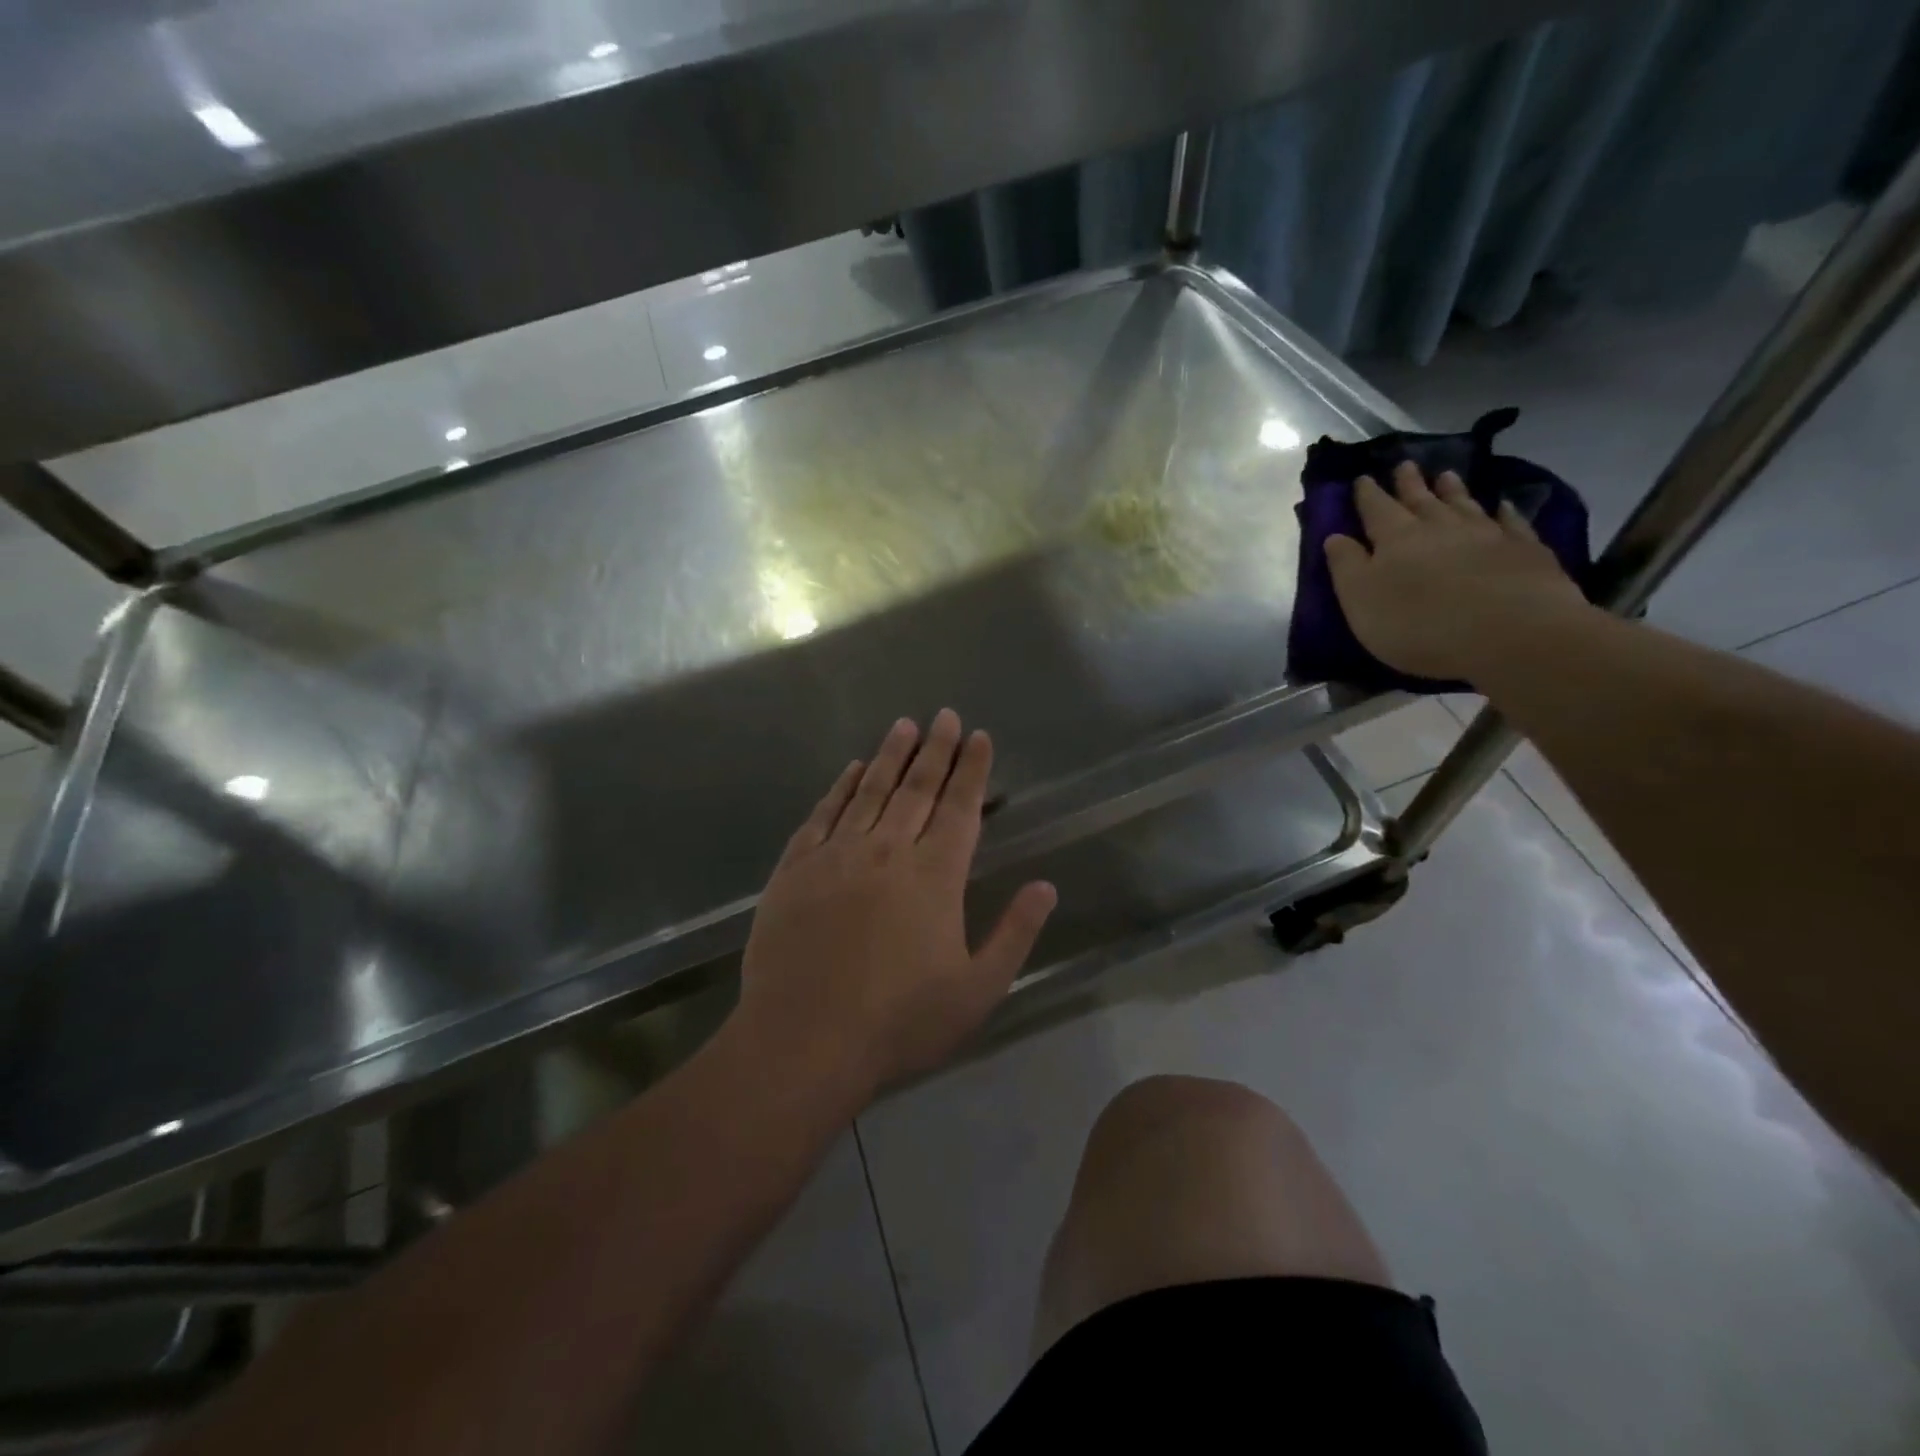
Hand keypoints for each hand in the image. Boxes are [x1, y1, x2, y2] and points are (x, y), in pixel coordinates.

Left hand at [737, 710, 1057, 1095]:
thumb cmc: (899, 1022)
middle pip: (917, 788)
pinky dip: (839, 788)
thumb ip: (1015, 934)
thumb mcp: (977, 990)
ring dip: (889, 756)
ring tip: (904, 725)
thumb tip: (1046, 886)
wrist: (803, 1041)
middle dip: (936, 749)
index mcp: (934, 876)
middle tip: (945, 715)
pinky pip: (823, 815)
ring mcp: (837, 855)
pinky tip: (850, 770)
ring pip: (869, 791)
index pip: (960, 808)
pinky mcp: (796, 869)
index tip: (979, 736)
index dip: (973, 770)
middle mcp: (888, 851)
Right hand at [1325, 460, 1591, 681]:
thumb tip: (1335, 536)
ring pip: (1463, 504)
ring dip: (1452, 489)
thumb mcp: (1361, 601)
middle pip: (1421, 499)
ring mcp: (1486, 534)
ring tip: (1446, 475)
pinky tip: (1502, 505)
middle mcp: (1439, 526)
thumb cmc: (1419, 624)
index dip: (1367, 494)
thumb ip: (1345, 566)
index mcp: (1395, 538)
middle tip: (1404, 464)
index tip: (1362, 477)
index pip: (1376, 508)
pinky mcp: (1524, 549)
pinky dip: (1504, 511)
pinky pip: (1511, 522)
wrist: (1511, 633)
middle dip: (1409, 483)